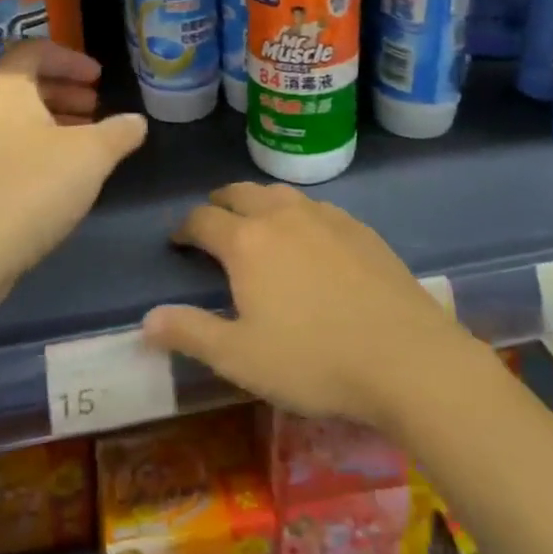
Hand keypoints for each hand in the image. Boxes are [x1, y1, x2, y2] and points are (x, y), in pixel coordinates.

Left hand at [0, 42, 146, 306]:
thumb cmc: (31, 190)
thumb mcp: (91, 156)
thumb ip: (119, 132)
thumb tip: (136, 122)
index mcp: (3, 90)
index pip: (33, 51)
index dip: (69, 58)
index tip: (97, 79)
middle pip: (22, 85)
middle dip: (64, 91)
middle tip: (95, 107)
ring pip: (13, 119)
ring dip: (51, 122)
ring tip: (84, 142)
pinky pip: (3, 147)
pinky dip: (34, 147)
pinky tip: (58, 177)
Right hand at [142, 183, 470, 431]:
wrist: (405, 357)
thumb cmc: (313, 360)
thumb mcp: (240, 358)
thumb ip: (191, 333)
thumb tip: (147, 319)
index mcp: (246, 241)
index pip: (202, 220)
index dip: (184, 229)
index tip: (178, 242)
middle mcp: (282, 215)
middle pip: (240, 193)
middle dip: (219, 204)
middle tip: (213, 223)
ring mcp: (325, 216)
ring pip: (280, 194)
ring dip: (258, 202)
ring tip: (256, 223)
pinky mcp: (359, 227)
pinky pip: (316, 207)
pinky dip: (297, 214)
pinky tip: (309, 238)